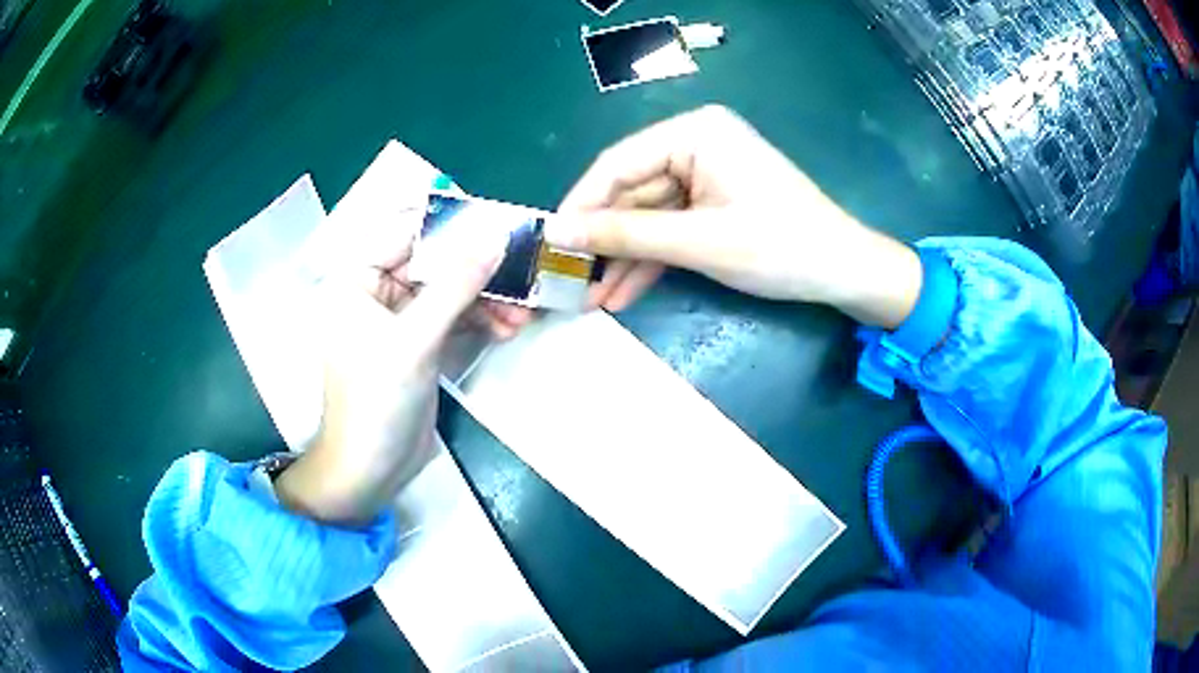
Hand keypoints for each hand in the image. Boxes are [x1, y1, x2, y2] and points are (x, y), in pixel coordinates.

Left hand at [275, 199, 511, 526]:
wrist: (370, 471)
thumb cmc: (375, 403)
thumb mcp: (414, 341)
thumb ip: (455, 286)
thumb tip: (496, 238)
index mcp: (356, 279)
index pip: (405, 232)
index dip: (451, 225)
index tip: (498, 223)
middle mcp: (375, 291)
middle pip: (433, 262)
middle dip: (477, 270)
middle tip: (521, 272)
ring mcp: (399, 318)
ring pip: (448, 290)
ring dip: (486, 298)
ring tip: (522, 312)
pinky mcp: (419, 344)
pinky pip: (453, 317)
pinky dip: (480, 320)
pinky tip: (507, 328)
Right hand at [547, 105, 921, 328]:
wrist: (844, 272)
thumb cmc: (780, 247)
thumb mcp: (698, 241)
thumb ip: (625, 233)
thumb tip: (558, 231)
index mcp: (694, 132)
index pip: (617, 164)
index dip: (579, 205)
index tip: (548, 242)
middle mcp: (694, 144)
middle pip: (629, 193)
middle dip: (602, 241)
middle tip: (566, 279)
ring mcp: (703, 175)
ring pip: (647, 217)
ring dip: (622, 259)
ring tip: (588, 298)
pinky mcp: (712, 203)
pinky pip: (670, 229)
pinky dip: (650, 261)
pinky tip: (621, 293)